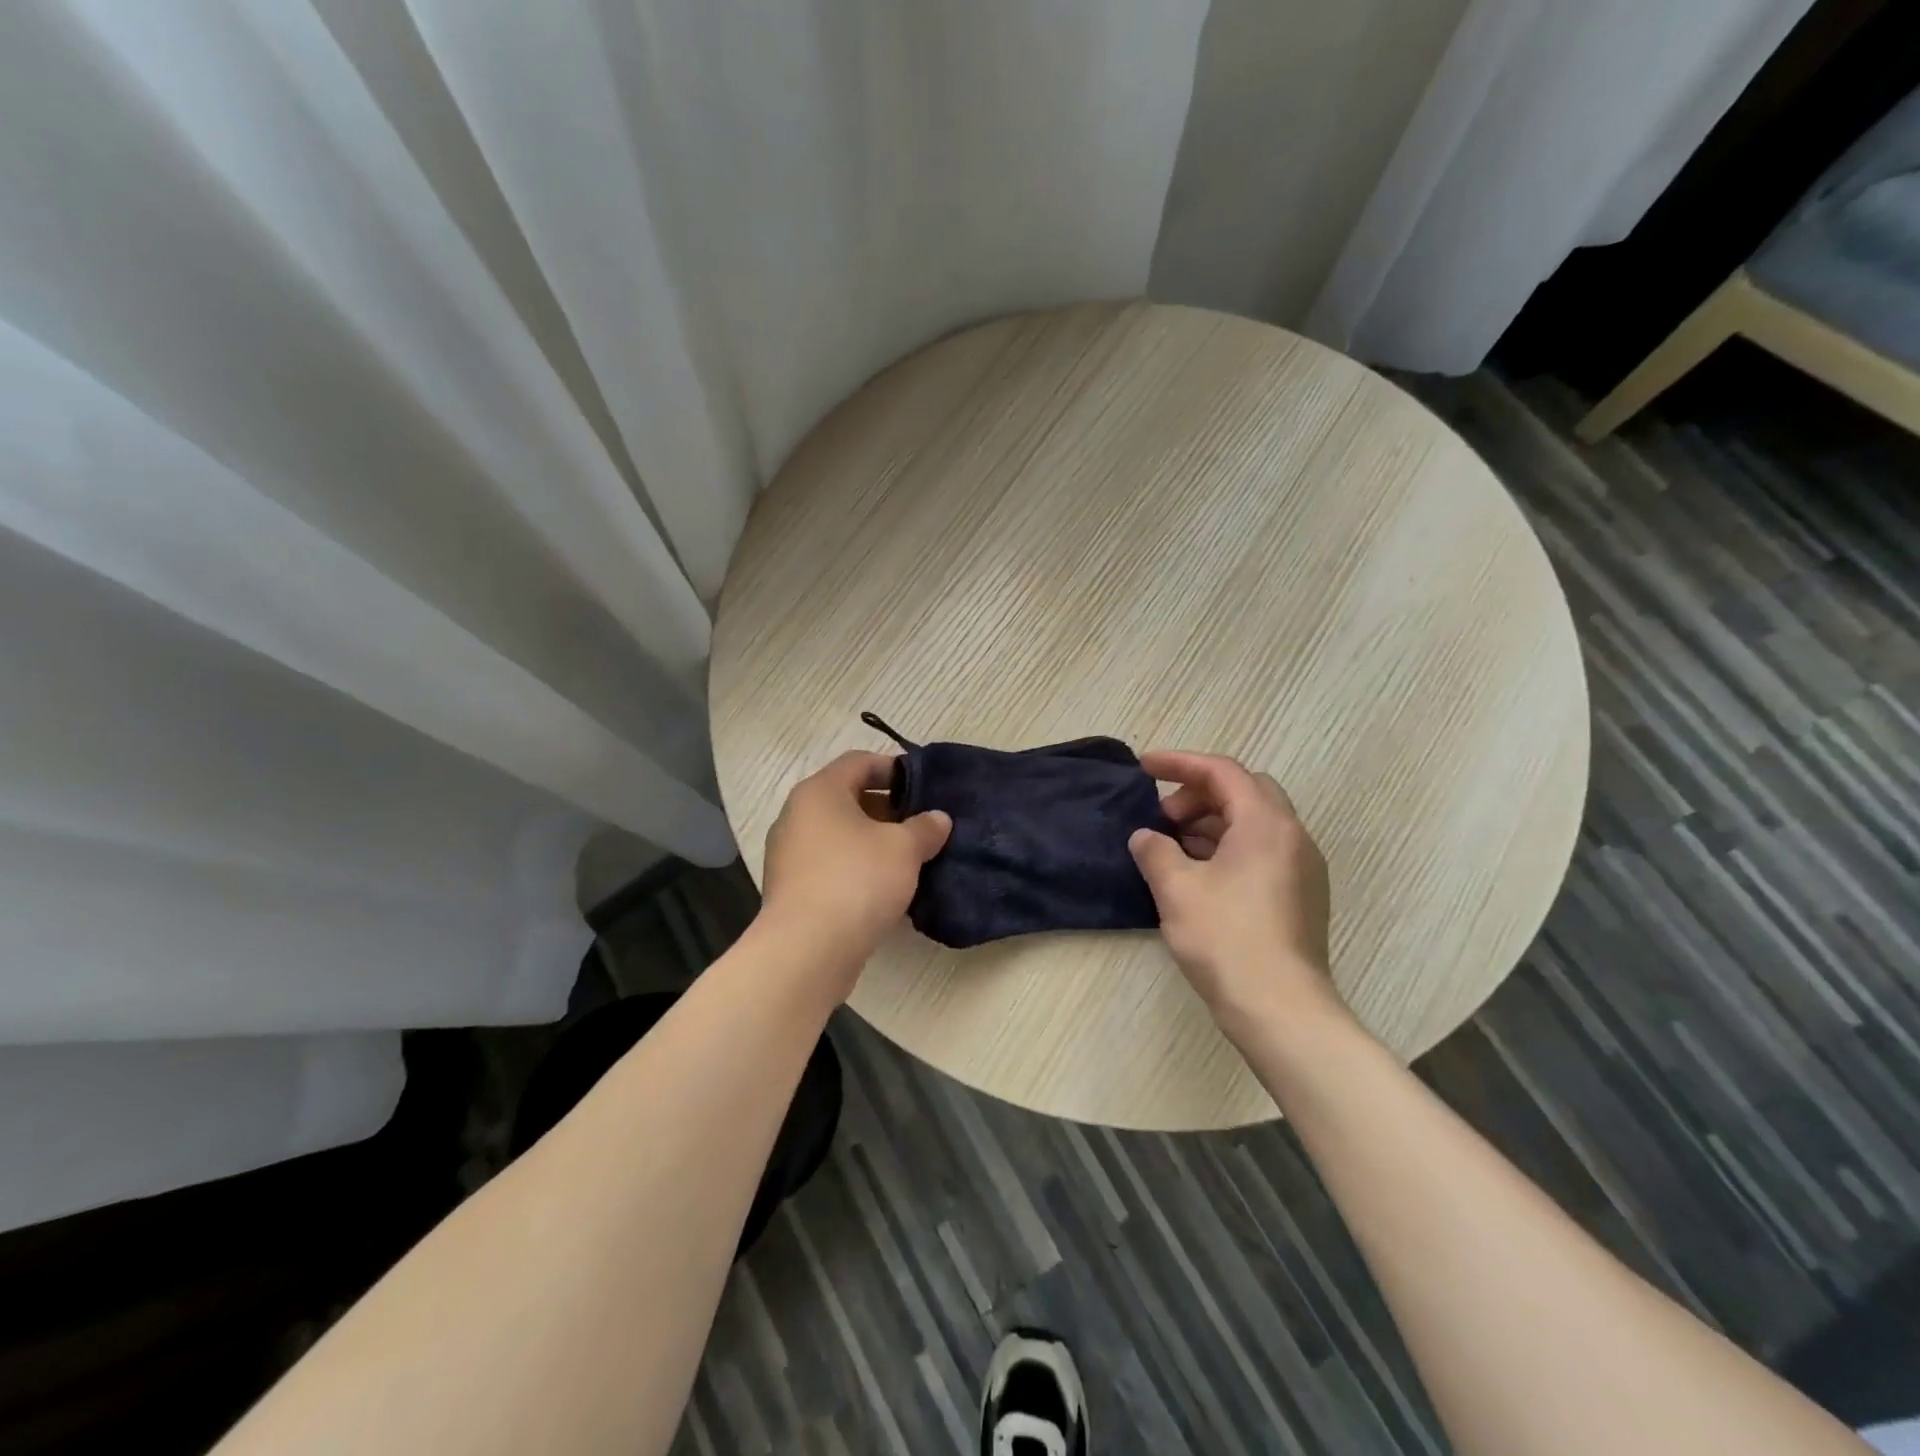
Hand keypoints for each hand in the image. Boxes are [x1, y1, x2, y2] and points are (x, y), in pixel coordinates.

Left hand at [759, 752, 951, 992]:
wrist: (807, 949)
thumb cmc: (857, 880)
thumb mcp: (904, 848)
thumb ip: (924, 827)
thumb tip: (938, 819)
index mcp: (819, 792)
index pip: (858, 762)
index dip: (893, 768)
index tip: (924, 786)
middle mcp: (796, 816)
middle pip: (847, 798)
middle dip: (887, 809)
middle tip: (921, 824)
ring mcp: (789, 855)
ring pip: (839, 835)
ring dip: (873, 841)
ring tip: (909, 858)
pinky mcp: (791, 889)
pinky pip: (830, 865)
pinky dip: (856, 868)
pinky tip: (884, 888)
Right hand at [1128, 750, 1339, 1029]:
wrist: (1281, 1010)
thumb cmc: (1226, 939)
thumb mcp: (1177, 889)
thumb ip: (1155, 850)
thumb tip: (1146, 837)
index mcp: (1265, 824)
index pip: (1222, 771)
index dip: (1179, 763)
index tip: (1143, 768)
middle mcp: (1292, 836)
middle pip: (1243, 791)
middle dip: (1198, 793)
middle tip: (1163, 817)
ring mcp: (1302, 868)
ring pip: (1253, 823)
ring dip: (1211, 822)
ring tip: (1172, 847)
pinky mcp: (1300, 896)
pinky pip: (1261, 851)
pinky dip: (1227, 847)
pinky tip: (1198, 875)